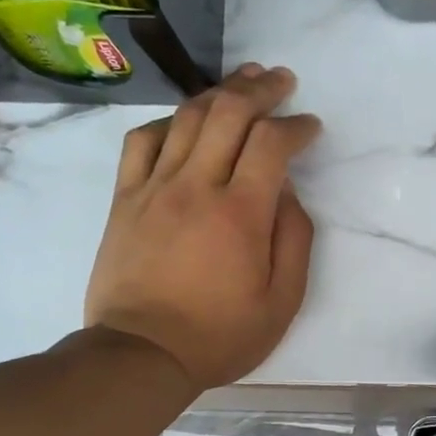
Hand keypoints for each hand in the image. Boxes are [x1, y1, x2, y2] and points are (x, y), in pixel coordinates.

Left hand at [85, 64, 319, 389]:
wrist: (142, 354)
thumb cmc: (219, 336)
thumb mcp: (281, 303)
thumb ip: (294, 242)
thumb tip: (288, 194)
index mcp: (241, 213)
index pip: (272, 143)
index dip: (296, 125)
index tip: (310, 126)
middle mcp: (196, 186)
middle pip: (228, 113)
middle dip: (260, 90)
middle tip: (281, 81)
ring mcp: (154, 188)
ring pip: (186, 118)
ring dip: (218, 93)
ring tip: (241, 82)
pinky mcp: (125, 199)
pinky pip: (142, 142)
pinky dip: (168, 122)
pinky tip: (183, 122)